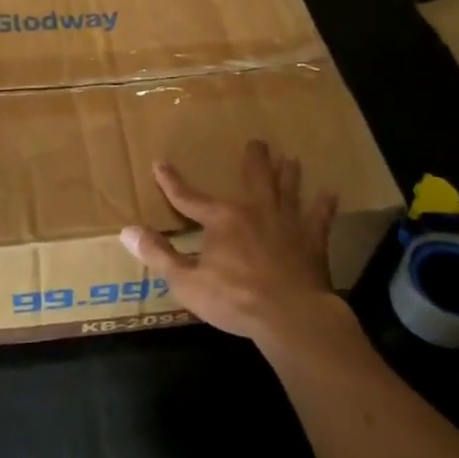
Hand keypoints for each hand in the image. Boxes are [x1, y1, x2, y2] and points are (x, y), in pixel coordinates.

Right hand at [119, 139, 340, 344]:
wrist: (291, 315)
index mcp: (222, 220)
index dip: (171, 182)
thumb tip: (127, 231)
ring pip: (288, 190)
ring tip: (292, 159)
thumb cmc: (235, 299)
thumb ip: (158, 255)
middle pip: (254, 178)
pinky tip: (331, 194)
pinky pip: (319, 218)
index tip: (159, 164)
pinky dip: (324, 206)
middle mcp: (256, 211)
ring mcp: (288, 224)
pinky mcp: (313, 242)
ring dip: (288, 175)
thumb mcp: (187, 282)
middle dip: (254, 159)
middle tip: (258, 141)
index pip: (189, 197)